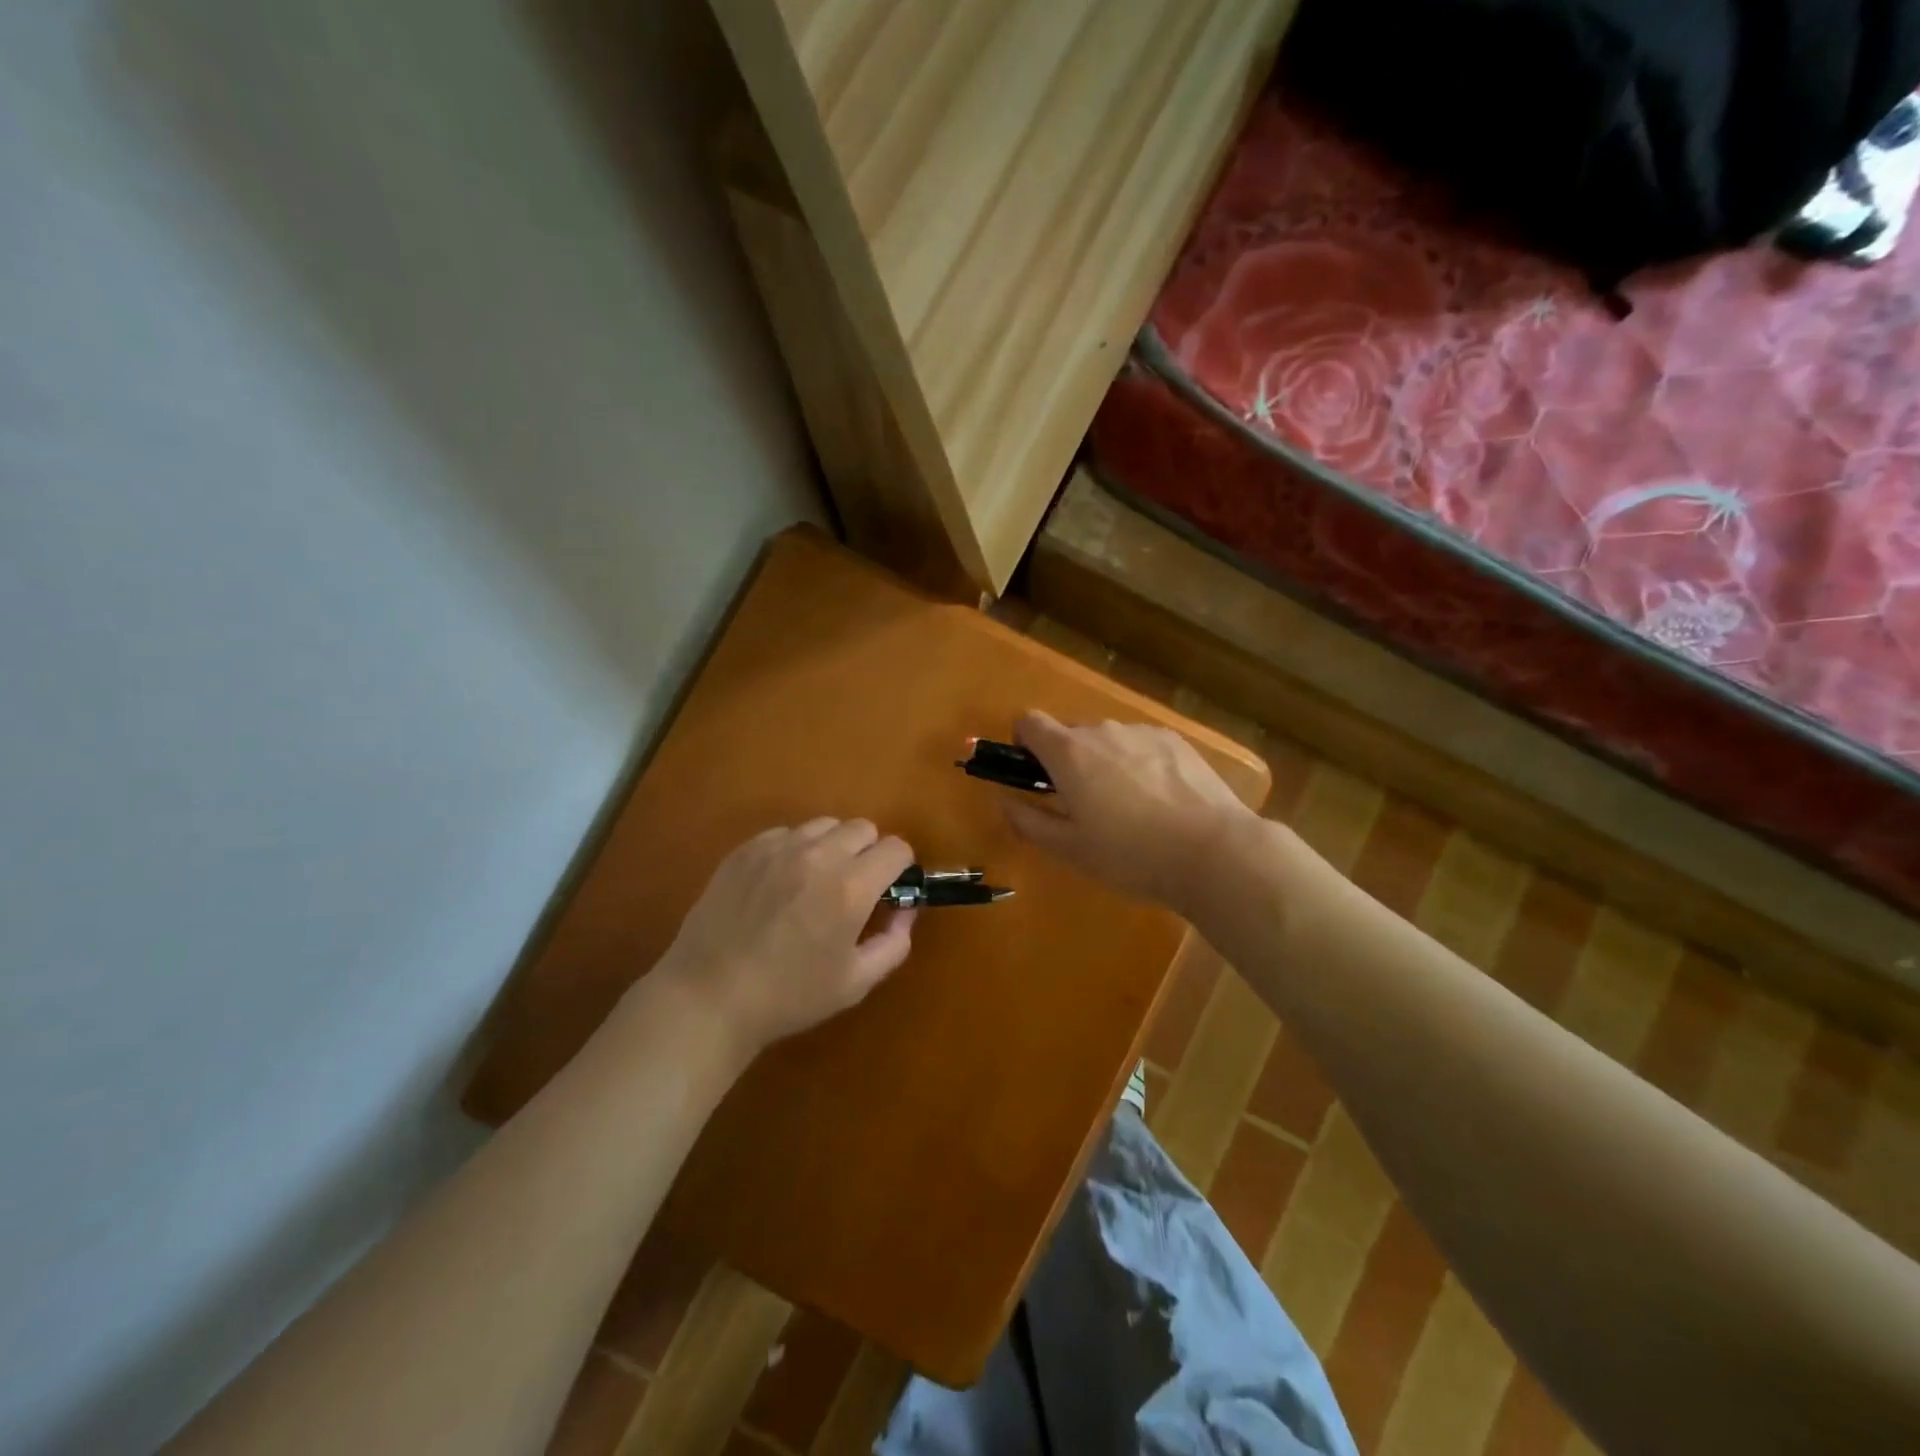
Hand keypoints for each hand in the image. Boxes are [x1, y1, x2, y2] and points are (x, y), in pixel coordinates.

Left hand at [650, 819, 915, 1057]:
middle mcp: (818, 855)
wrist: (709, 997)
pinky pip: (786, 833)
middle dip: (868, 853)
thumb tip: (906, 910)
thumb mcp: (855, 982)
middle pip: (863, 828)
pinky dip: (795, 850)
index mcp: (851, 887)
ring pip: (824, 825)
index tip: (890, 889)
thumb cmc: (789, 997)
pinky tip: (779, 884)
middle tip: (853, 888)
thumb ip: (894, 942)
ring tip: (814, 882)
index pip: (896, 848)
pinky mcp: (746, 850)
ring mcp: (778, 847)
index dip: (900, 868)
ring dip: (832, 847)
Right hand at [1002, 711, 1256, 911]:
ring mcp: (1142, 732)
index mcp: (1069, 752)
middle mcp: (1102, 730)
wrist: (1212, 850)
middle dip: (1067, 760)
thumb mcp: (1070, 849)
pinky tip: (1160, 800)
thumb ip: (1029, 821)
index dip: (1023, 743)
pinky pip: (1141, 745)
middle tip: (1083, 805)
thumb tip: (1005, 800)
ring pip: (1108, 739)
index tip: (1032, 773)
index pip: (1029, 722)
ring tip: (1129, 807)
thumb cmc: (1130, 855)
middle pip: (1070, 733)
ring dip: (1105, 762)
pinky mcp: (1176, 741)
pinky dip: (1138, 763)